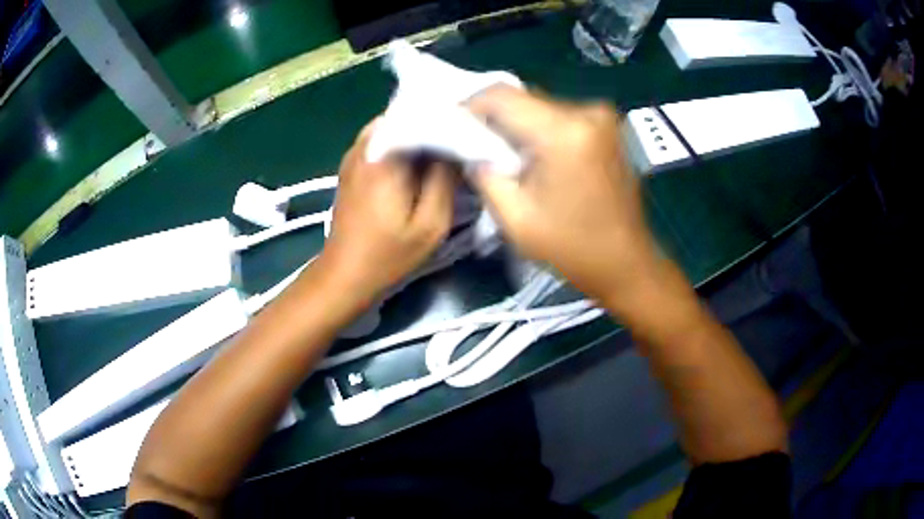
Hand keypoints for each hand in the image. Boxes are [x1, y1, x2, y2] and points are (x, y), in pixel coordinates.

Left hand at [317, 120, 455, 305]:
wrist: (344, 276)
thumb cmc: (388, 256)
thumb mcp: (431, 224)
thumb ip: (447, 179)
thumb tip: (459, 145)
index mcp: (385, 156)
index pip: (425, 117)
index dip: (452, 121)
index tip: (475, 132)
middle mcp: (366, 145)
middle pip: (408, 117)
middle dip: (437, 125)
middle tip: (463, 141)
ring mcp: (354, 153)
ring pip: (396, 127)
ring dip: (420, 135)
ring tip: (444, 151)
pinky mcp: (351, 165)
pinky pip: (383, 140)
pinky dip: (403, 144)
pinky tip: (419, 163)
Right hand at [467, 87, 658, 305]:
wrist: (627, 261)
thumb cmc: (573, 248)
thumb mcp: (514, 217)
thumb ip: (483, 171)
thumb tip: (469, 145)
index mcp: (565, 133)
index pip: (500, 96)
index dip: (469, 107)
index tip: (454, 129)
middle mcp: (587, 112)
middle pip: (521, 98)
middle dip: (493, 118)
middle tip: (476, 147)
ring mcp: (601, 116)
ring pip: (539, 105)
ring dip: (517, 125)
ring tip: (507, 157)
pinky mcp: (607, 125)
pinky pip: (559, 115)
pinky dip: (539, 129)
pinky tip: (535, 157)